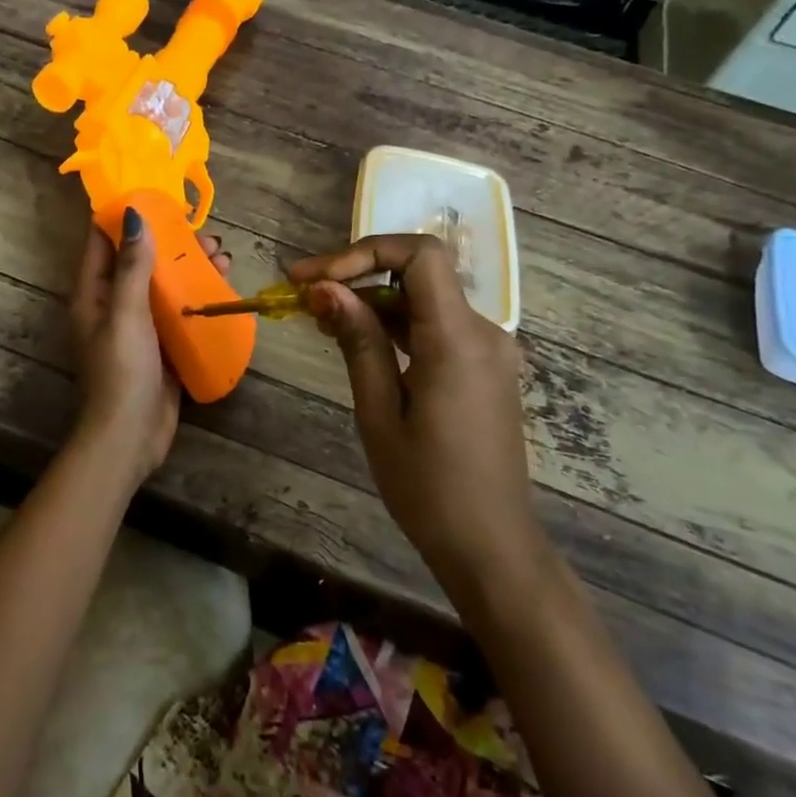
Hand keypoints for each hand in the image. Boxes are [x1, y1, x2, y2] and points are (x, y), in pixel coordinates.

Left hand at [69, 207, 230, 487]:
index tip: (154, 194)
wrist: (131, 437)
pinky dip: (197, 296)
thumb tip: (134, 214)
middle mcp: (113, 305)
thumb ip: (131, 267)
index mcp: (93, 294)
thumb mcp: (126, 314)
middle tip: (205, 231)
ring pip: (163, 285)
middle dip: (170, 242)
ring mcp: (138, 327)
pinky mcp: (160, 346)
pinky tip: (223, 285)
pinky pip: (178, 311)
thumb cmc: (123, 371)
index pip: (102, 243)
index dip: (123, 217)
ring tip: (223, 254)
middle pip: (139, 262)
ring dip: (189, 268)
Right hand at [289, 234, 547, 598]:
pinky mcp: (483, 367)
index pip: (420, 255)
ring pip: (425, 299)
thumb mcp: (380, 412)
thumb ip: (358, 341)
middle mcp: (483, 332)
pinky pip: (436, 326)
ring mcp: (488, 349)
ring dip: (373, 302)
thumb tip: (326, 289)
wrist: (491, 544)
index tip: (314, 278)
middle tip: (304, 296)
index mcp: (458, 339)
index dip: (363, 252)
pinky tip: (358, 342)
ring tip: (320, 320)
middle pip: (419, 273)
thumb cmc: (428, 487)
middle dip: (358, 276)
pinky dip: (396, 325)